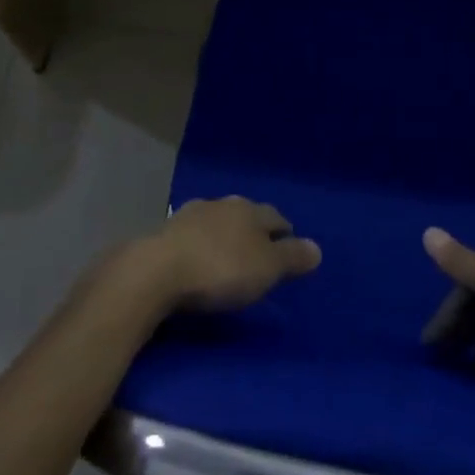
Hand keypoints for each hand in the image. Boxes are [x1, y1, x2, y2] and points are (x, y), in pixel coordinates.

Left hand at [136, 197, 322, 314]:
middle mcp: (223, 204)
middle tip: (261, 251)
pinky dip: (201, 244)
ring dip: (226, 234)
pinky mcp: (167, 232)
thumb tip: (317, 247)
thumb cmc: (221, 269)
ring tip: (230, 255)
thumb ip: (291, 257)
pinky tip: (199, 257)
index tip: (290, 246)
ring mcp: (192, 214)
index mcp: (251, 210)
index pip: (276, 217)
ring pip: (218, 221)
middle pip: (247, 214)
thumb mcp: (266, 269)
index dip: (285, 233)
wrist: (157, 270)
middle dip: (255, 230)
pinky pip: (194, 234)